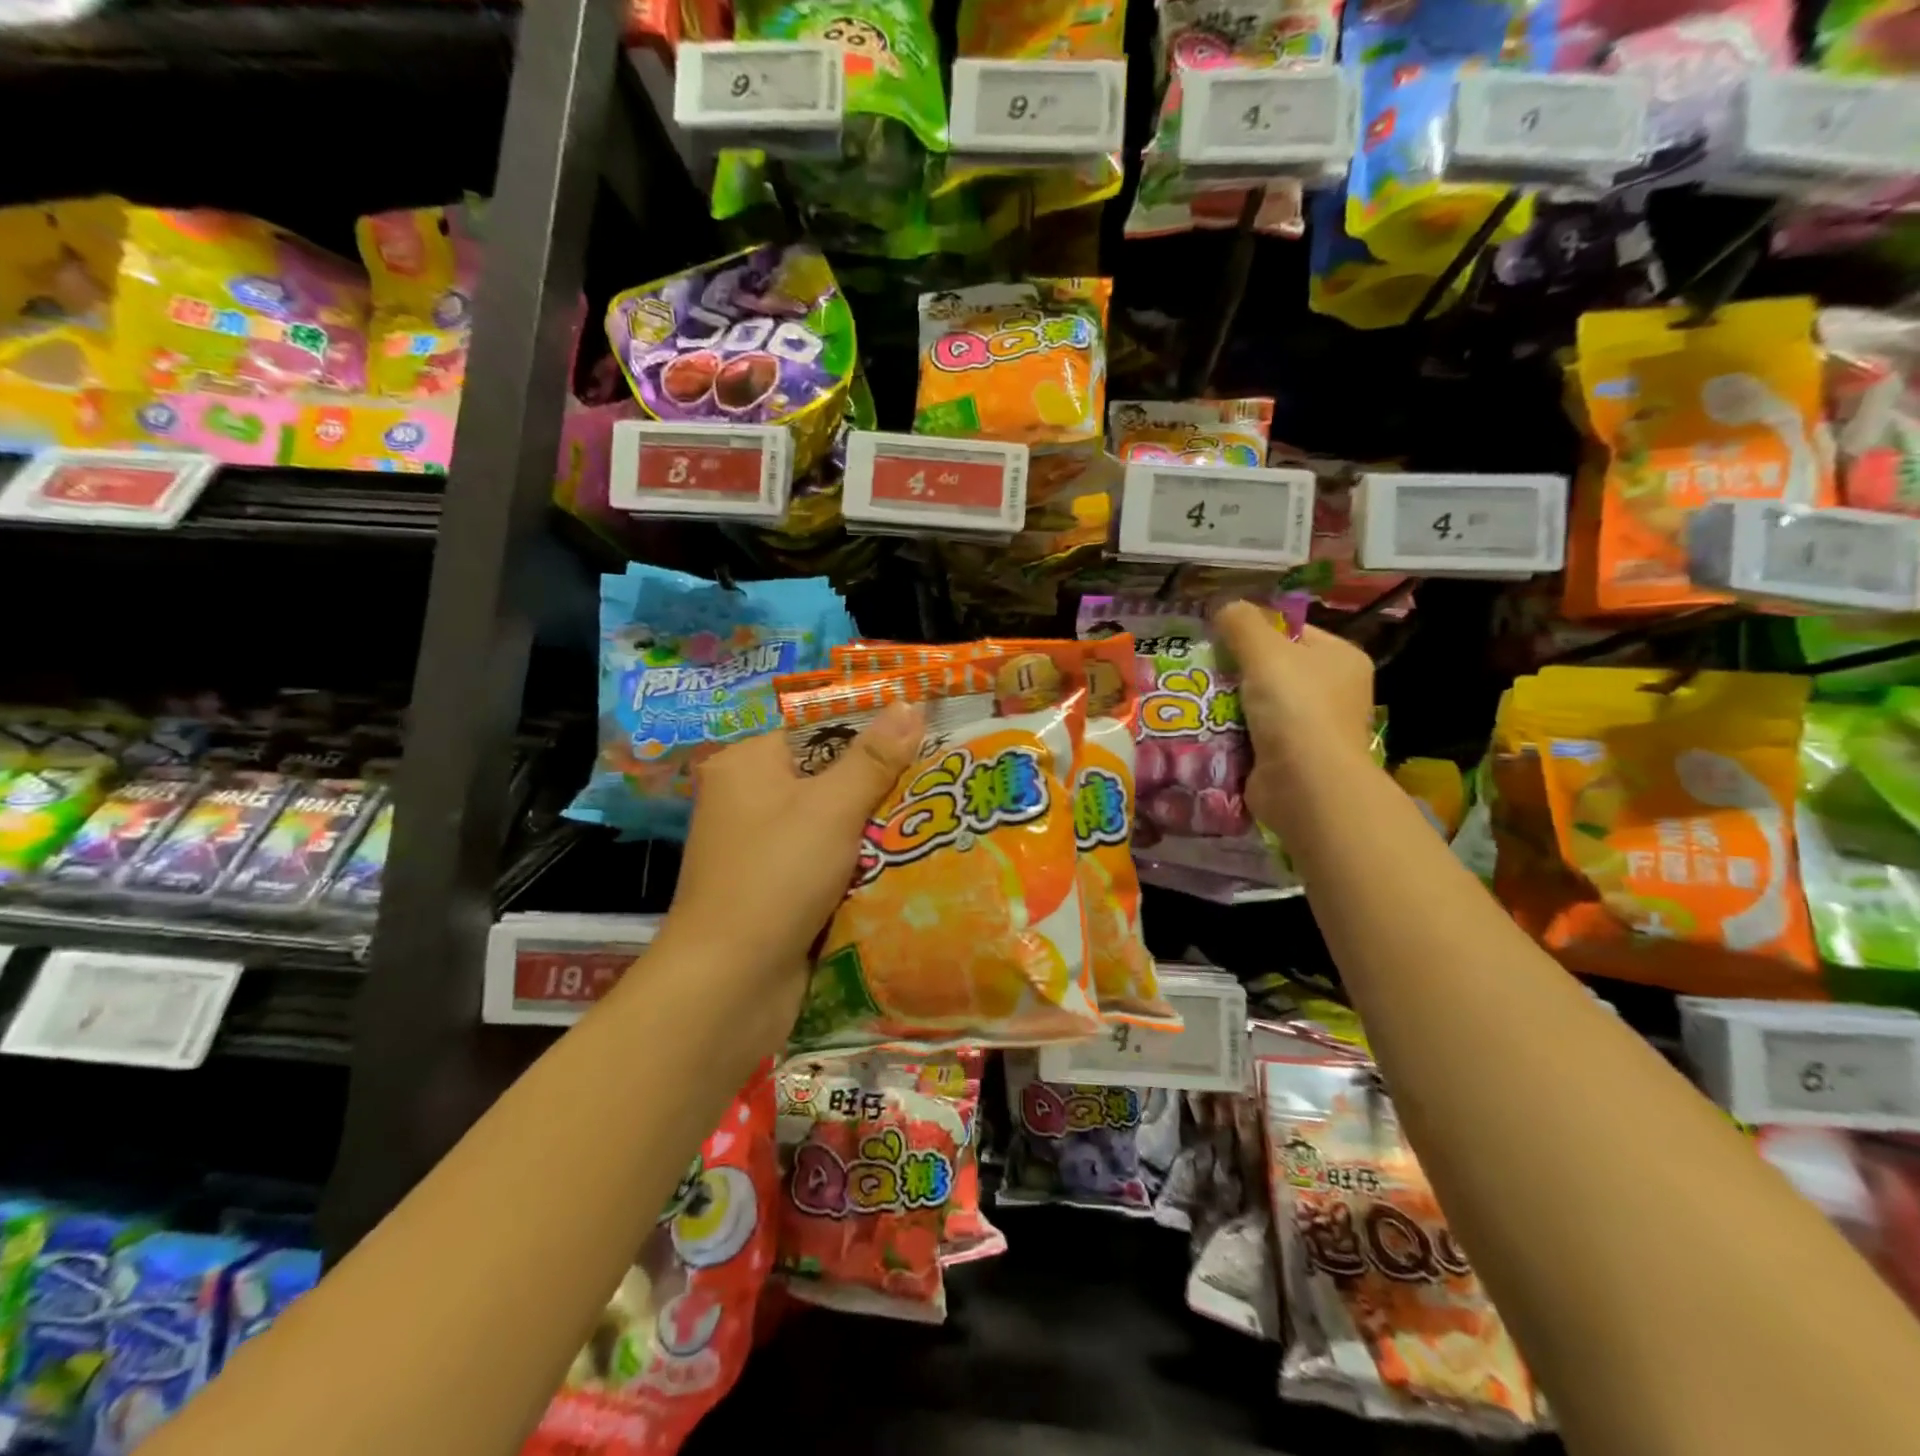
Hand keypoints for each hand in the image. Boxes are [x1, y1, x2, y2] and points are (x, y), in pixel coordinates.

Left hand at [660, 702, 924, 1013]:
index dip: (871, 729)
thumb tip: (910, 703)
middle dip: (880, 784)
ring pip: (832, 823)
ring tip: (934, 817)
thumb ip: (873, 758)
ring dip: (874, 828)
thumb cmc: (776, 878)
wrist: (730, 985)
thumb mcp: (831, 809)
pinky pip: (827, 861)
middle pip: (827, 776)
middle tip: (939, 778)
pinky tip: (905, 860)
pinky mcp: (776, 889)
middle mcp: (749, 799)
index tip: (925, 734)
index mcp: (748, 764)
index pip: (818, 728)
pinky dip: (859, 863)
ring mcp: (761, 848)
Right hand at [1213, 602, 1374, 828]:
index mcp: (1339, 659)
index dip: (1254, 630)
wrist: (1305, 786)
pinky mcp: (1287, 760)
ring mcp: (1310, 729)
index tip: (1216, 637)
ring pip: (1256, 704)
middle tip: (1197, 669)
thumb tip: (1224, 606)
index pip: (1292, 632)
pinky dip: (1227, 734)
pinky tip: (1200, 729)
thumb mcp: (1265, 652)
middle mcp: (1331, 692)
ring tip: (1190, 698)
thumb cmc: (1295, 708)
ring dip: (1225, 704)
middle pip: (1271, 669)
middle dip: (1233, 670)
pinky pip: (1249, 737)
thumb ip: (1242, 623)